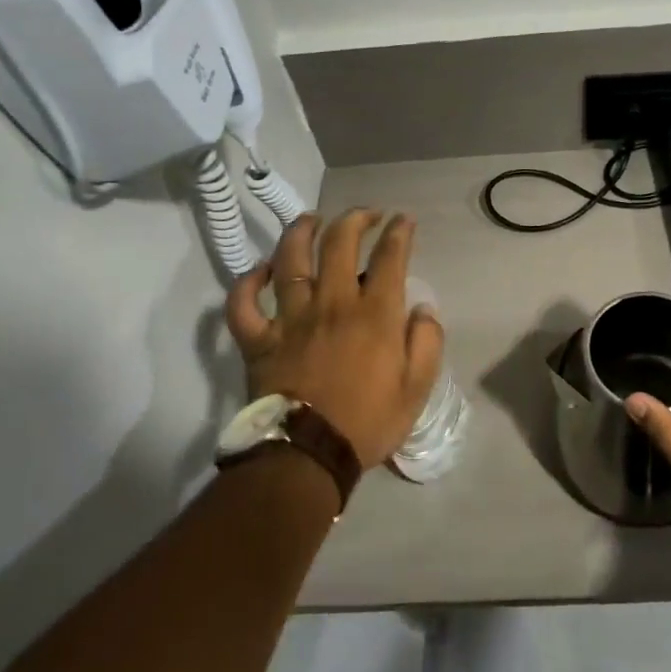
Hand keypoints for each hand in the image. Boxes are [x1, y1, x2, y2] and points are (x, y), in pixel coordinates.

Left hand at [225, 209, 445, 468]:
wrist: (307, 457)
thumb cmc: (367, 423)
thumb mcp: (417, 389)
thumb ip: (427, 343)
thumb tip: (422, 310)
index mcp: (374, 314)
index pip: (390, 256)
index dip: (399, 231)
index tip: (403, 220)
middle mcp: (332, 303)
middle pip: (340, 243)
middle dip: (355, 218)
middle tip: (365, 215)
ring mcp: (291, 318)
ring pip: (290, 259)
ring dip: (301, 231)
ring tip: (312, 219)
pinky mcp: (259, 339)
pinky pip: (243, 304)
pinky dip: (247, 283)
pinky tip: (261, 271)